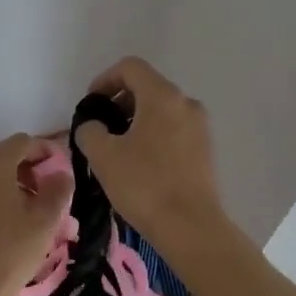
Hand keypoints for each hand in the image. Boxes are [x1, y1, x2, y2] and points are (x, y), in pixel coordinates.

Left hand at [0, 133, 73, 295]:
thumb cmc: (11, 252)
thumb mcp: (45, 221)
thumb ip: (58, 189)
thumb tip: (61, 174)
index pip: (23, 142)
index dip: (45, 152)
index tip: (61, 172)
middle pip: (4, 153)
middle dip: (28, 167)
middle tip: (46, 192)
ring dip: (10, 180)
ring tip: (27, 207)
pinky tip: (2, 219)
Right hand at [74, 57, 226, 248]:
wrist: (191, 228)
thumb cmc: (144, 185)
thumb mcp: (103, 155)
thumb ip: (89, 130)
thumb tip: (93, 126)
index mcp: (162, 96)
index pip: (130, 67)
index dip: (104, 80)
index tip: (90, 105)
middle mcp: (186, 103)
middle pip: (147, 86)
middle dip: (119, 102)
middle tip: (100, 128)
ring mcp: (200, 126)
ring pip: (161, 109)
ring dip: (135, 120)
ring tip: (117, 149)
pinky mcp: (205, 150)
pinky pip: (173, 129)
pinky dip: (153, 134)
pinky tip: (139, 164)